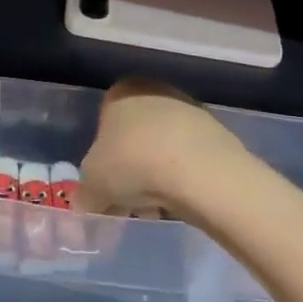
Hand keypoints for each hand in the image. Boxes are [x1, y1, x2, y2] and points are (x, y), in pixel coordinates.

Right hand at [76, 79, 243, 224]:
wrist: (199, 170)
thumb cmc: (133, 164)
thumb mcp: (92, 185)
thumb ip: (85, 195)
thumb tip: (85, 205)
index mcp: (121, 91)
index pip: (103, 125)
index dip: (101, 161)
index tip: (106, 188)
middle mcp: (156, 92)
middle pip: (134, 139)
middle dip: (130, 172)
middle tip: (129, 203)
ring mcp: (190, 111)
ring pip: (162, 151)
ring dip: (156, 179)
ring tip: (156, 210)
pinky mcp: (217, 135)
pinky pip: (189, 161)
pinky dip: (182, 181)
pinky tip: (180, 204)